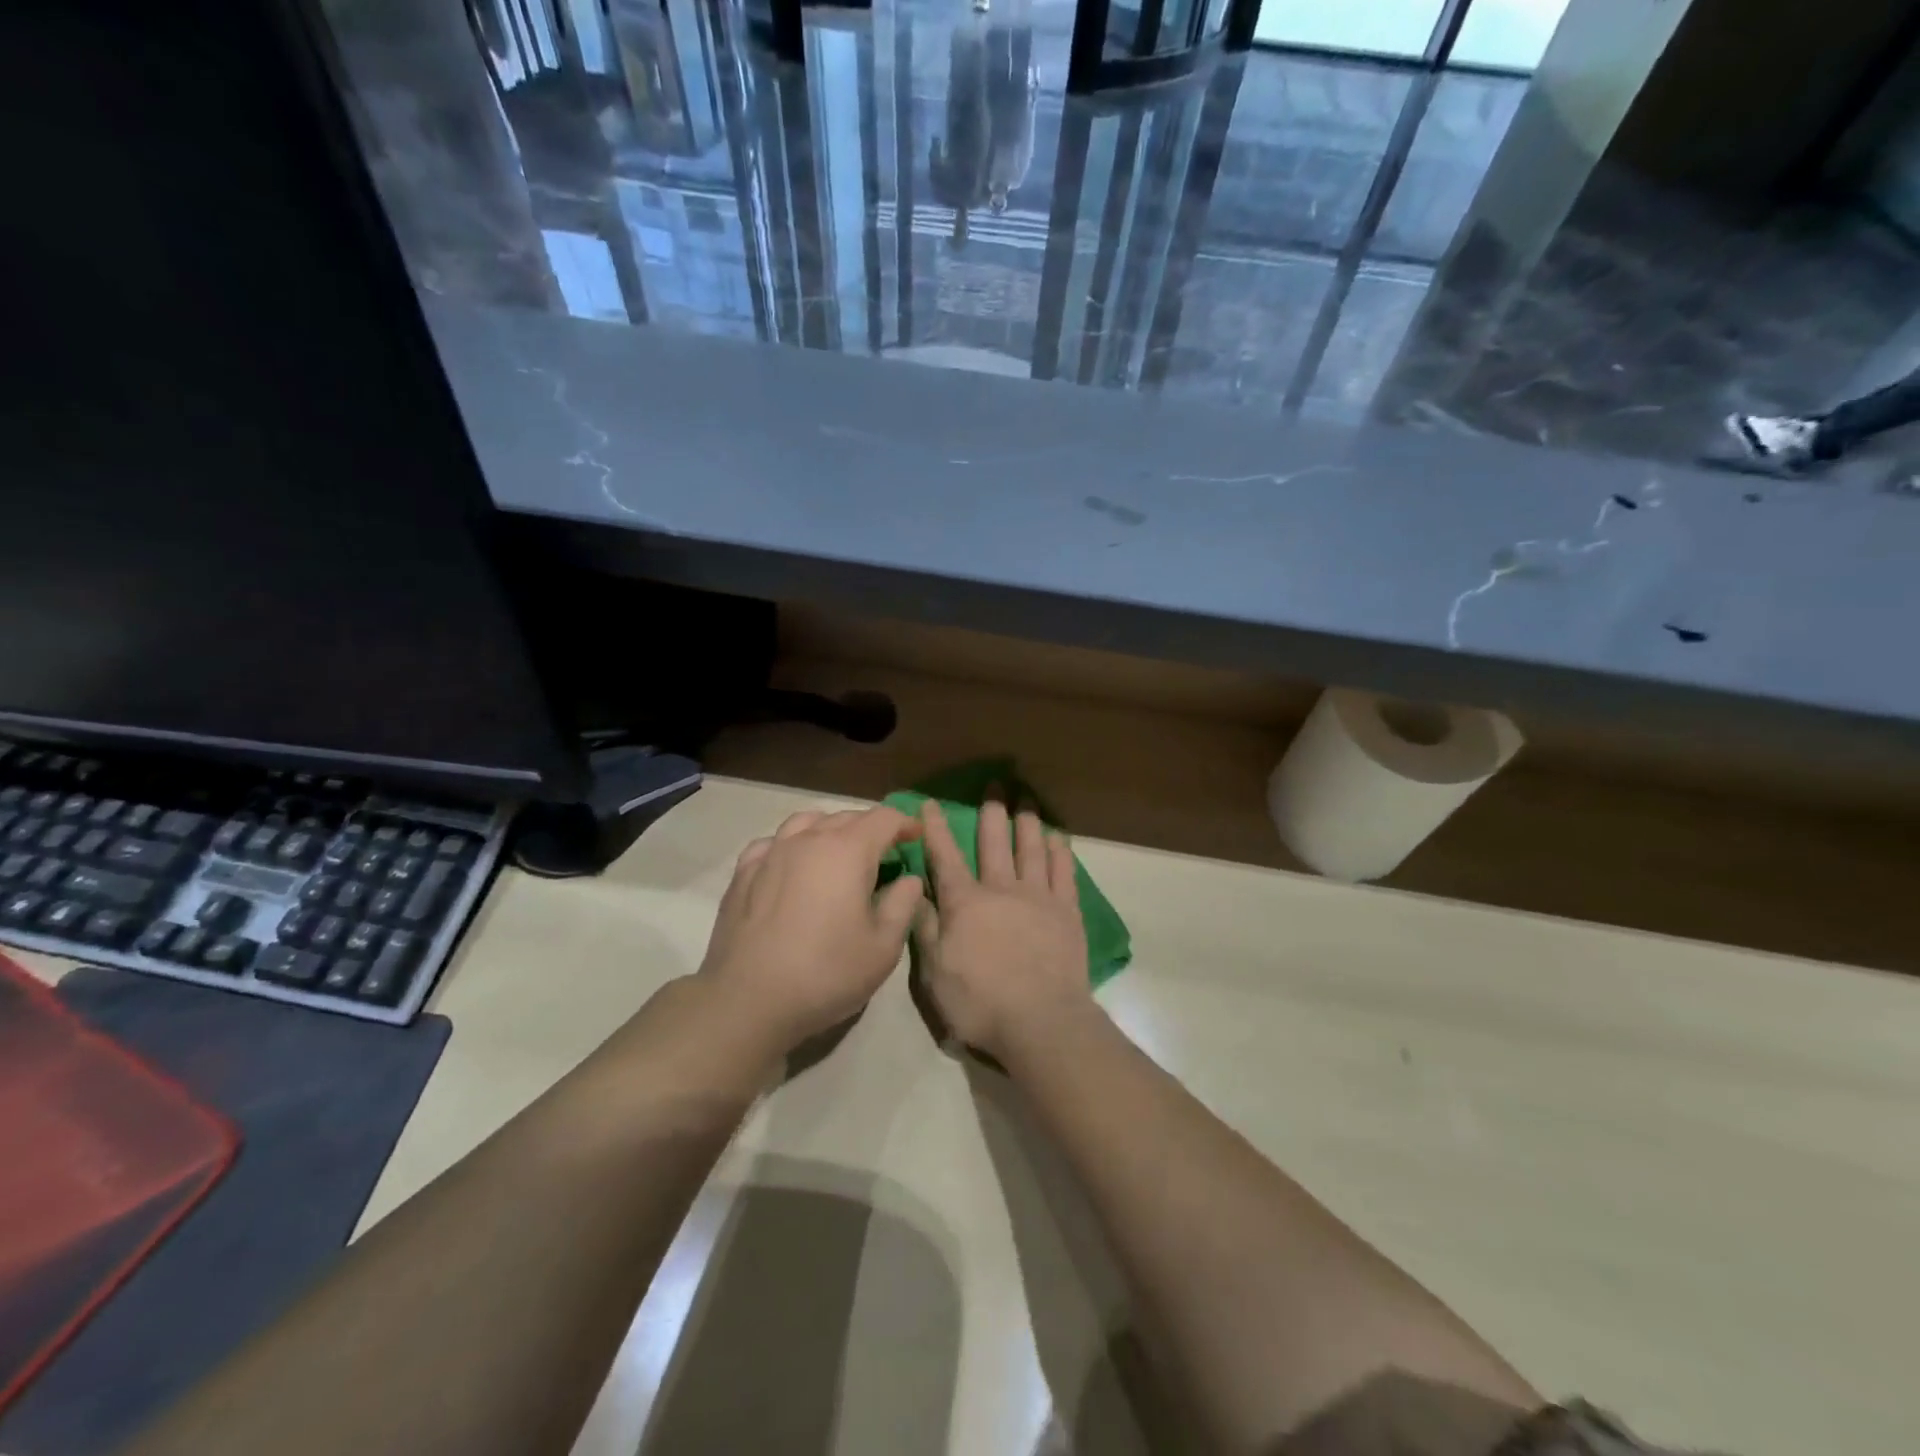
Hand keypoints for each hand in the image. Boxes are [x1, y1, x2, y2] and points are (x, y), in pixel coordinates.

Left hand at [699, 808, 924, 1048]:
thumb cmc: (826, 973)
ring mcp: (771, 853)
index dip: (905, 823)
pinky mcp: (743, 874)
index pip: (884, 818)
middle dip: (871, 828)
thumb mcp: (883, 947)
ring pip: (806, 822)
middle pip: (846, 817)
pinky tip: (792, 866)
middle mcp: (808, 840)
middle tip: (884, 853)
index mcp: (848, 851)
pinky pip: (773, 842)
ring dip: (830, 829)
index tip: (915, 838)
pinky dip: (791, 845)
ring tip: (838, 852)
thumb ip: (903, 904)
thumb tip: (908, 879)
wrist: (748, 1000)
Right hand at [914, 799, 1093, 1060]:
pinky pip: (1063, 872)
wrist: (1040, 1022)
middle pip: (995, 841)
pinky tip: (1058, 836)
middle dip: (991, 811)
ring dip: (1027, 820)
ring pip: (1032, 848)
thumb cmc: (980, 1002)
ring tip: (1027, 798)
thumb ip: (926, 928)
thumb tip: (914, 892)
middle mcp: (1002, 889)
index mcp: (966, 903)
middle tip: (995, 783)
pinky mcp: (1067, 911)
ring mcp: (1038, 897)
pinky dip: (1060, 851)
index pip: (946, 857)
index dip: (936, 828)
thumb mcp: (935, 972)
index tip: (931, 803)